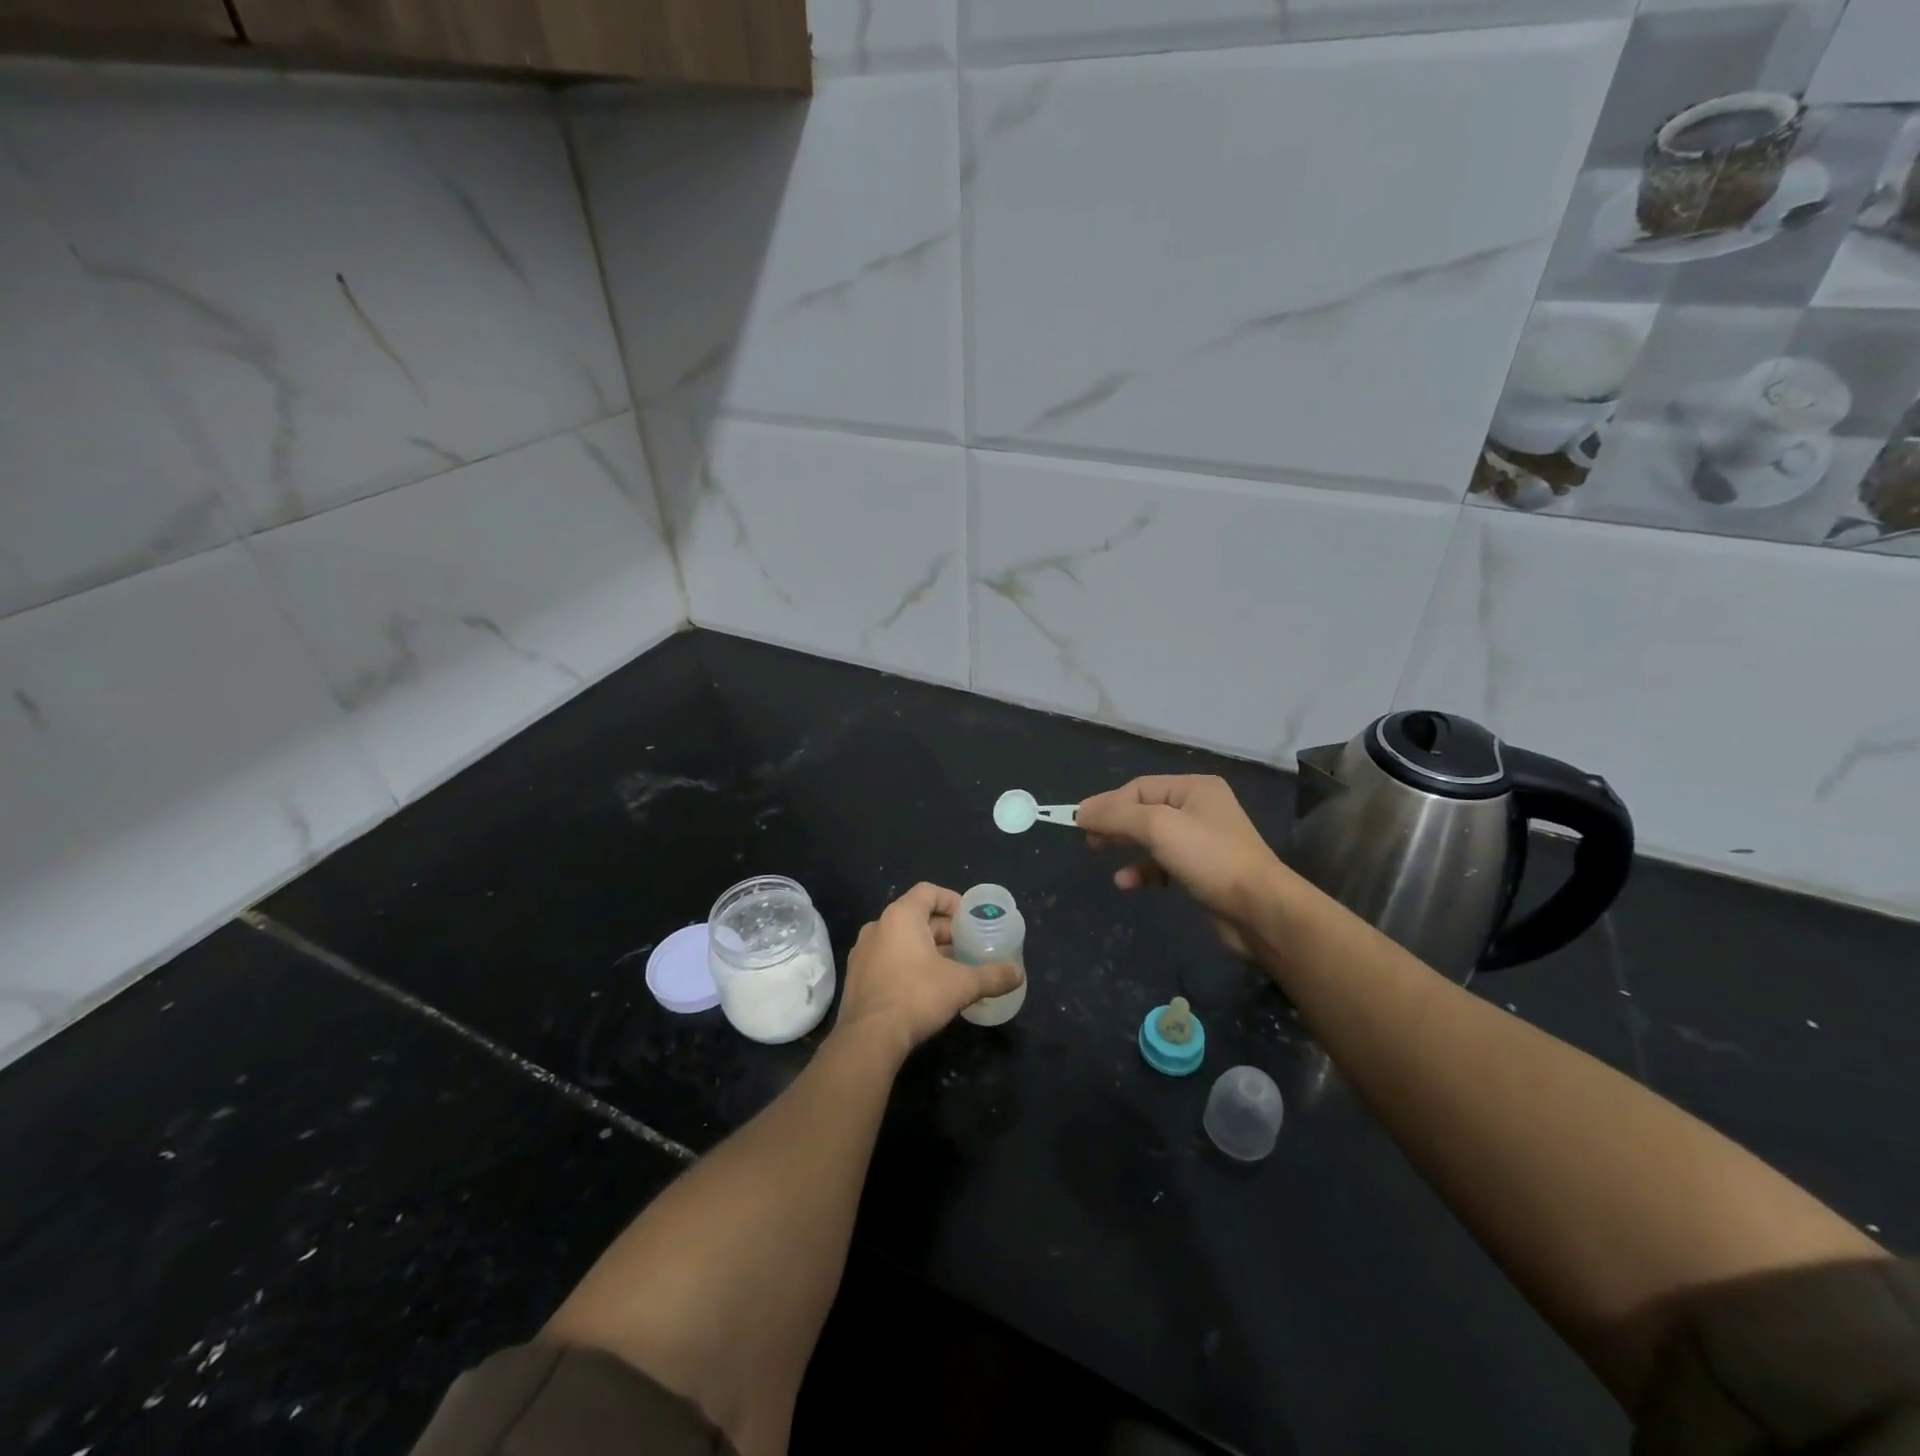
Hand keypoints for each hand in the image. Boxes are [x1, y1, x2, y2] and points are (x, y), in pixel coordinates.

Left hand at [835, 883, 1022, 1059]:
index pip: (928, 892)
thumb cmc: (917, 997)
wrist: (869, 1038)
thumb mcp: (962, 985)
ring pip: (900, 939)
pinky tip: (925, 986)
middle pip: (916, 916)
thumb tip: (1019, 974)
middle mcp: (877, 926)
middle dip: (943, 930)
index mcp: (900, 916)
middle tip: (967, 946)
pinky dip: (907, 963)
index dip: (952, 901)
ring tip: (951, 967)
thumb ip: (992, 976)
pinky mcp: (856, 976)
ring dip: (926, 948)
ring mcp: (862, 952)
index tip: (970, 919)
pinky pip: (887, 958)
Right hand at [1077, 775, 1289, 955]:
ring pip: (1152, 838)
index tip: (1078, 821)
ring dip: (1126, 847)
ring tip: (1101, 856)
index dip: (1107, 803)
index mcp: (1194, 788)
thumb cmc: (1209, 858)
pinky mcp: (1202, 871)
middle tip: (1087, 839)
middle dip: (1115, 824)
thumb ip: (1116, 816)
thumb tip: (1080, 811)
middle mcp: (1200, 809)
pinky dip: (1144, 870)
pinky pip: (1163, 863)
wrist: (1259, 909)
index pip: (1139, 788)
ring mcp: (1203, 841)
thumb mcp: (1158, 827)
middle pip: (1144, 810)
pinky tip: (1128, 882)